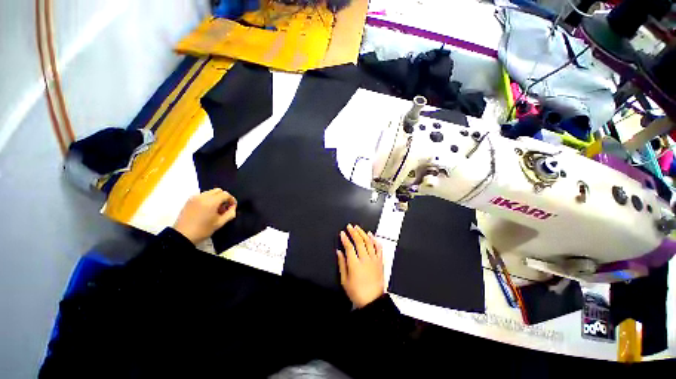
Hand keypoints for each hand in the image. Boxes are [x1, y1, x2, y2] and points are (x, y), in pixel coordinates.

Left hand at [173, 188, 236, 244]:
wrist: (182, 235)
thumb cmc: (203, 230)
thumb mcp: (220, 223)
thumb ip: (230, 213)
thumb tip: (233, 207)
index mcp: (211, 202)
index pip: (226, 194)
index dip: (231, 199)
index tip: (232, 207)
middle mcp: (203, 196)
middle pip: (218, 190)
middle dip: (224, 197)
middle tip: (224, 207)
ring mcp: (195, 197)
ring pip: (210, 192)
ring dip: (216, 197)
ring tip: (215, 208)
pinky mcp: (189, 200)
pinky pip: (202, 195)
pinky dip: (208, 199)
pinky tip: (207, 208)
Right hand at [336, 224, 384, 307]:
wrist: (373, 301)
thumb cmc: (357, 292)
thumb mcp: (344, 280)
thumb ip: (342, 264)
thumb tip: (339, 252)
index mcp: (355, 265)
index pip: (349, 247)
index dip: (345, 239)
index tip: (342, 233)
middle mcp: (365, 260)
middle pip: (359, 242)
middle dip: (354, 232)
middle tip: (350, 226)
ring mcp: (374, 260)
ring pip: (369, 242)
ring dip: (363, 233)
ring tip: (358, 228)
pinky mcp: (380, 262)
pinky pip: (379, 248)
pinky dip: (375, 240)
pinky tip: (372, 235)